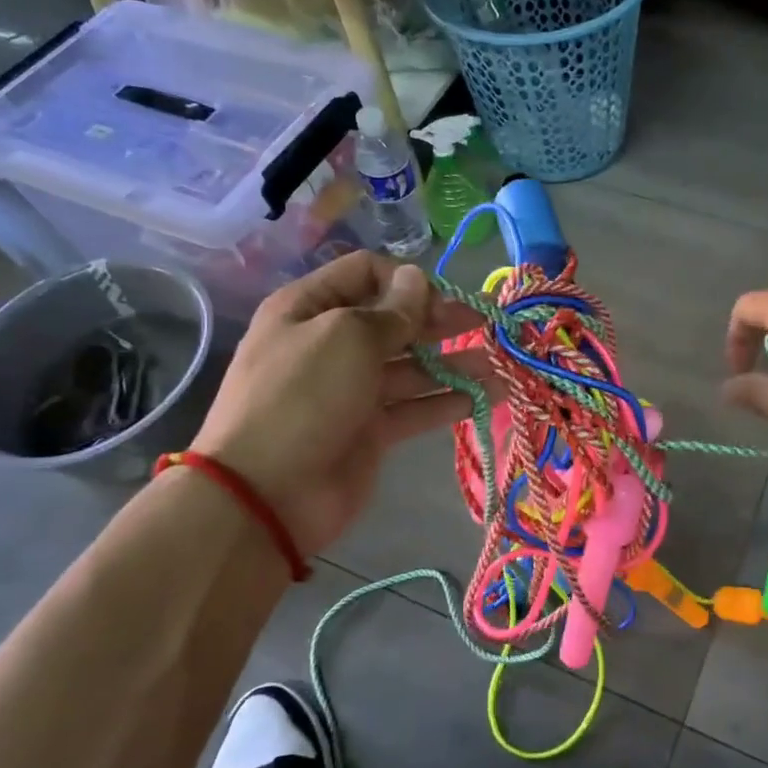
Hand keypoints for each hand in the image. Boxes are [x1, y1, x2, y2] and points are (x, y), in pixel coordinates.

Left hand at [188, 253, 497, 556]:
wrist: (267, 494)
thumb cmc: (303, 396)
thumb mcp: (347, 337)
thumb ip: (392, 310)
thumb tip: (416, 279)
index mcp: (310, 308)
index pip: (366, 273)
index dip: (406, 280)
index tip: (441, 300)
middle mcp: (332, 343)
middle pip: (395, 320)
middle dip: (440, 319)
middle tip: (484, 324)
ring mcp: (352, 389)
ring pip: (412, 366)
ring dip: (455, 361)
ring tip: (500, 363)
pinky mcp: (371, 430)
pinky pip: (415, 406)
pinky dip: (449, 400)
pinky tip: (488, 395)